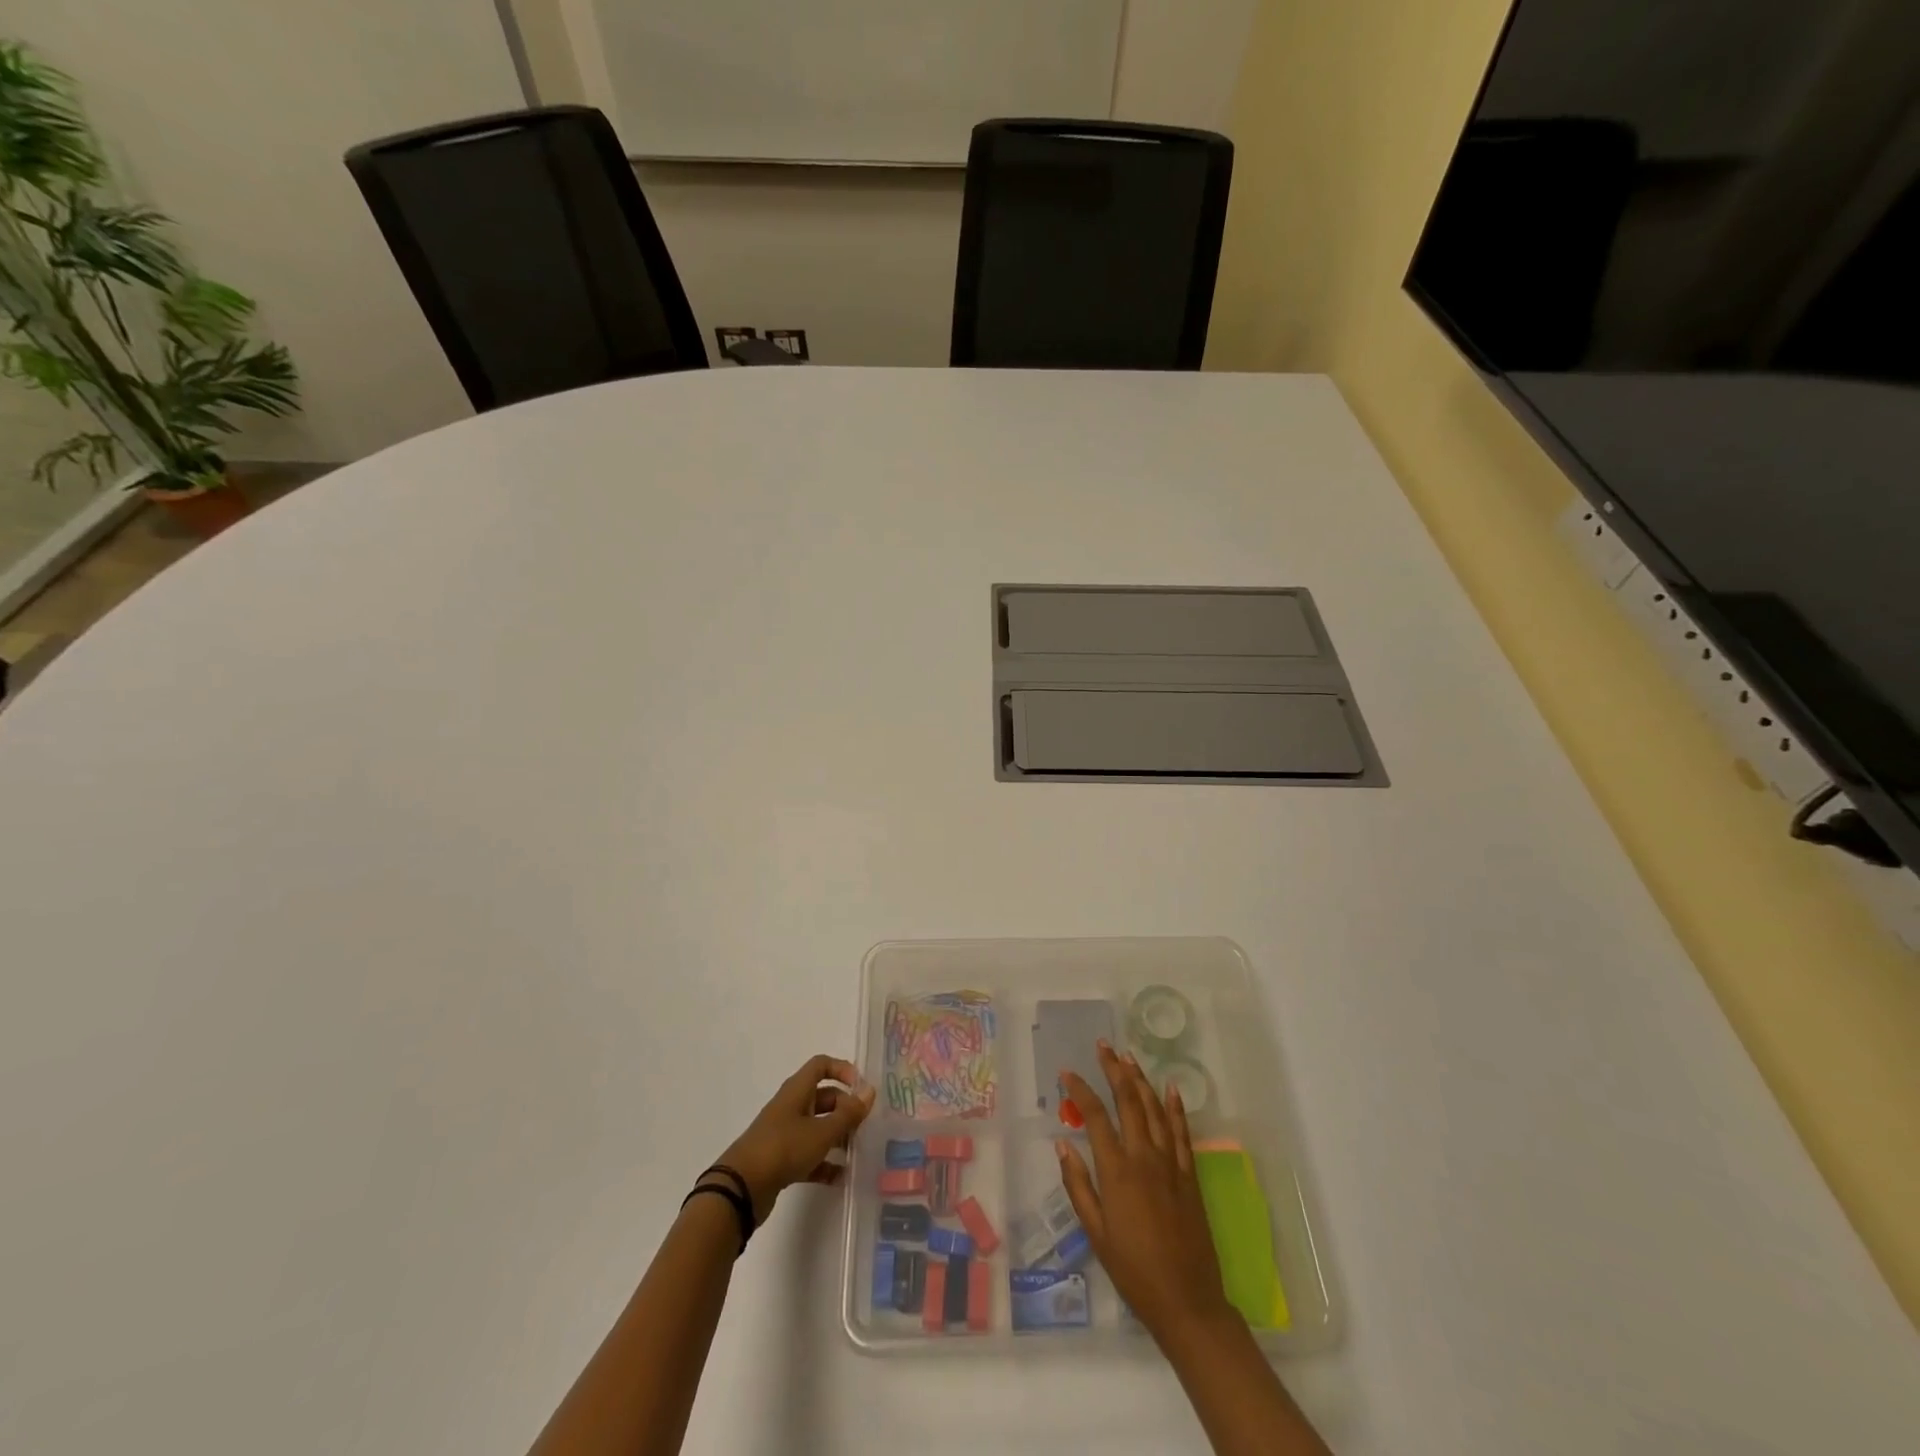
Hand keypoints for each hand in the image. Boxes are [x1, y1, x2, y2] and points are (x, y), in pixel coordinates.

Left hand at [714, 1055, 875, 1223]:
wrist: (741, 1188)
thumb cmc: (784, 1148)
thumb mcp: (822, 1131)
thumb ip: (848, 1113)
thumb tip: (870, 1091)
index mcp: (797, 1090)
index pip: (821, 1065)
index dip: (843, 1070)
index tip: (861, 1088)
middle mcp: (791, 1107)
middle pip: (823, 1097)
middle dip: (845, 1108)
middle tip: (864, 1125)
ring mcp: (785, 1134)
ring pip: (817, 1127)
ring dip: (837, 1136)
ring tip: (857, 1151)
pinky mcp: (781, 1160)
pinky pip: (809, 1155)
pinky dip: (824, 1163)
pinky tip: (841, 1177)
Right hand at [1057, 1041, 1234, 1346]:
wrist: (1187, 1301)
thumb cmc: (1134, 1271)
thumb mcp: (1096, 1233)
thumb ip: (1077, 1185)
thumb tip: (1062, 1143)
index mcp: (1117, 1171)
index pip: (1095, 1116)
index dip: (1080, 1090)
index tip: (1067, 1072)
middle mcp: (1144, 1157)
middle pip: (1128, 1101)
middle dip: (1114, 1070)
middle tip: (1104, 1046)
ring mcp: (1171, 1164)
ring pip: (1155, 1110)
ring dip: (1141, 1080)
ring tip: (1129, 1057)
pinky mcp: (1190, 1176)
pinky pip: (1182, 1133)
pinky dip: (1176, 1108)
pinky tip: (1170, 1088)